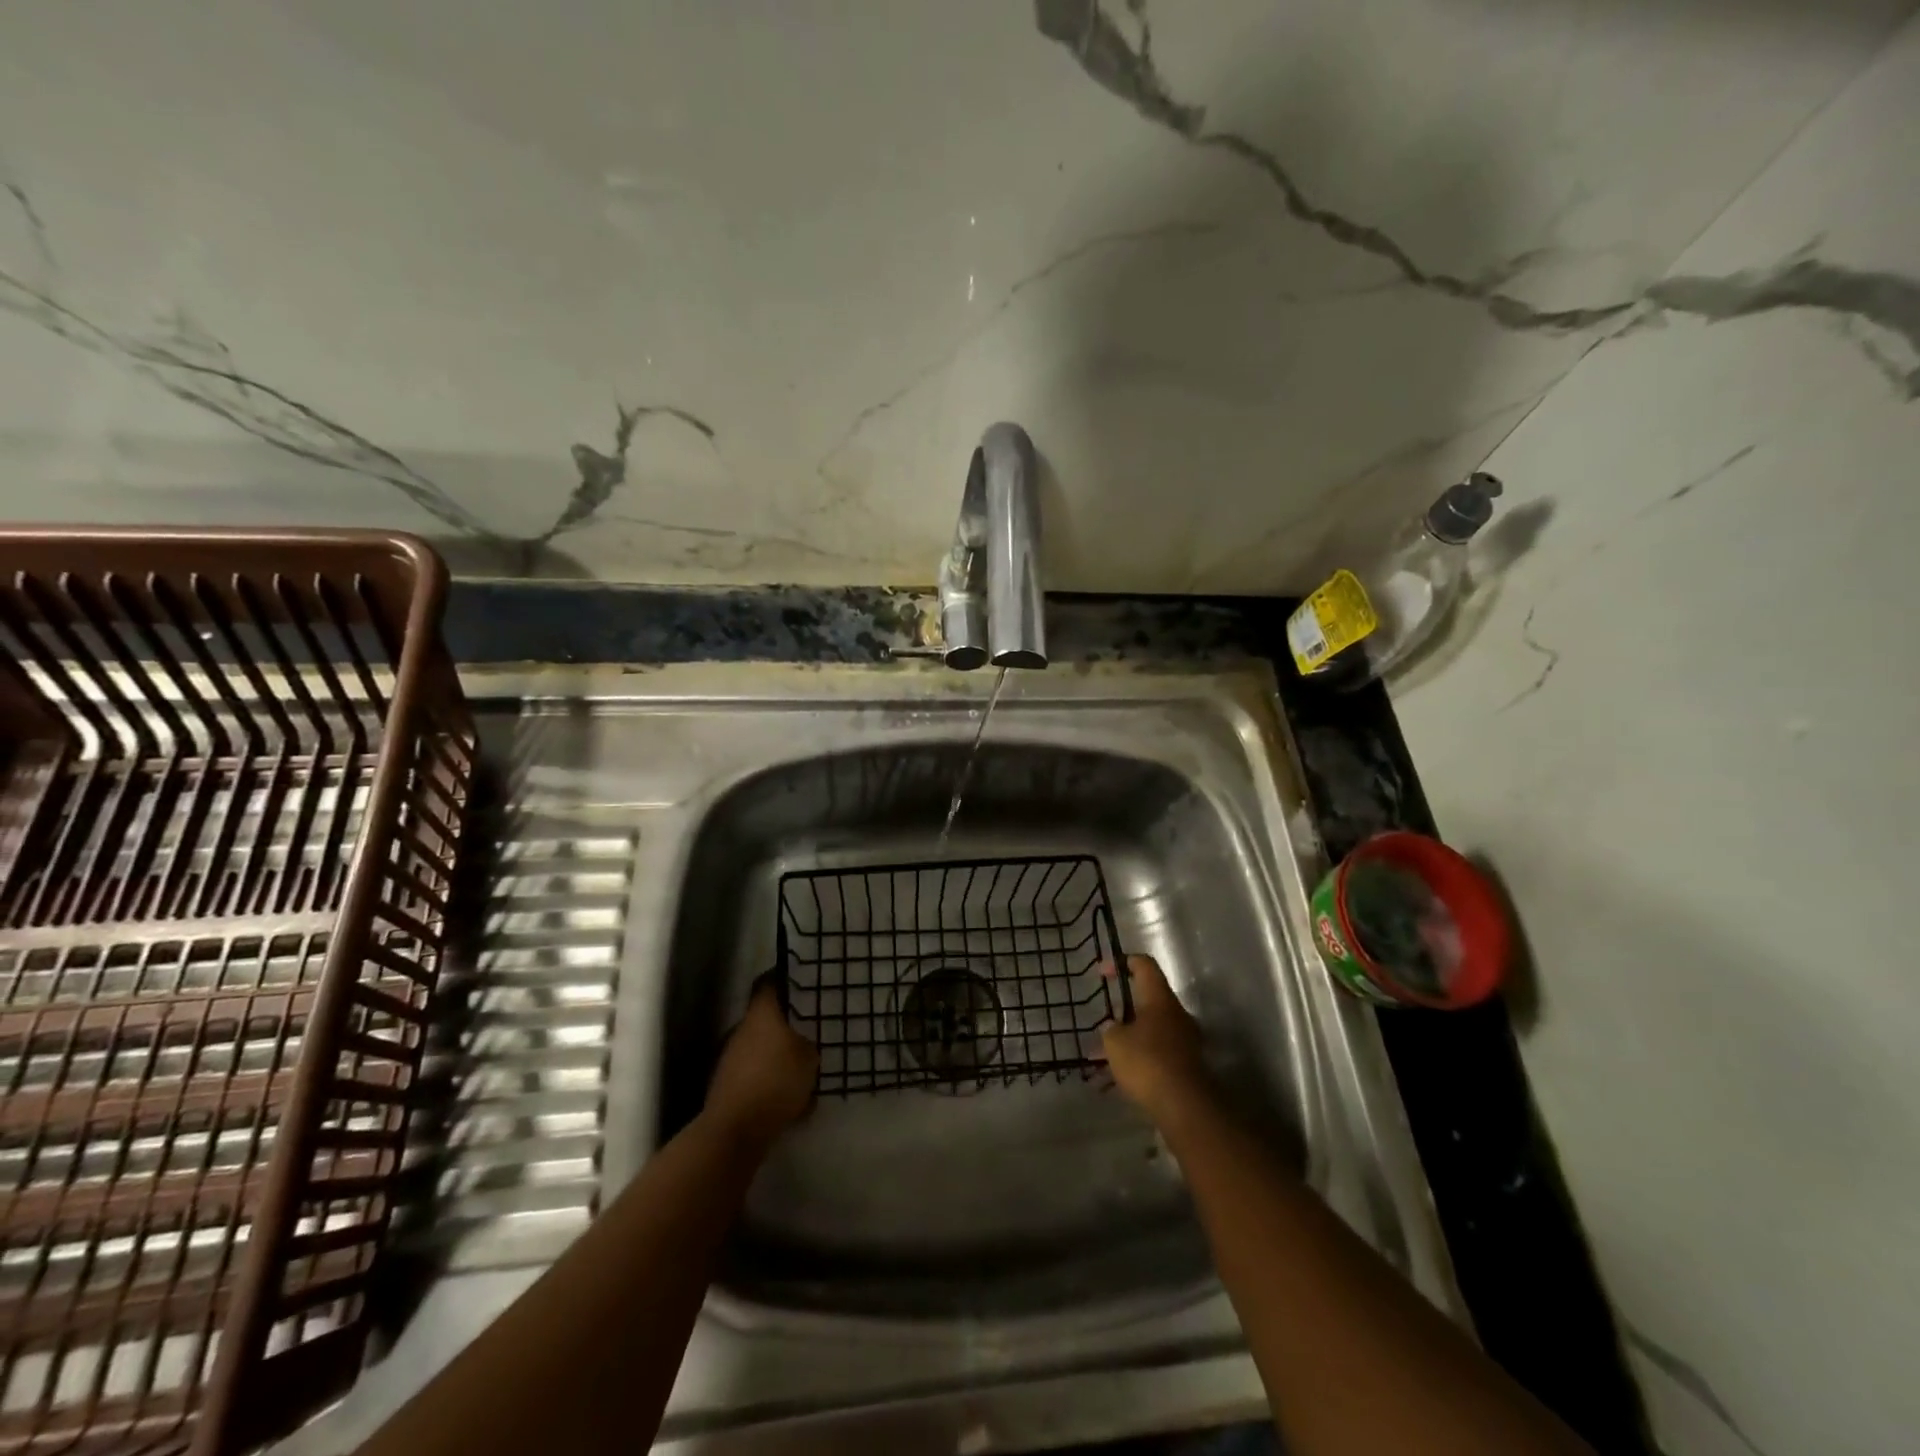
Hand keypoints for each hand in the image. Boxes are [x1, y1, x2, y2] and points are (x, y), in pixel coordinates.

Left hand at [704, 980, 818, 1152]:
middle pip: (764, 1017)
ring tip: (802, 1067)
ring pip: (759, 1046)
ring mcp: (729, 1058)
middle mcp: (741, 1030)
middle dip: (785, 1023)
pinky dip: (768, 1079)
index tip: (800, 980)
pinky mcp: (726, 1085)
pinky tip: (788, 1098)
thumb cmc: (776, 1082)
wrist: (734, 1130)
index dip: (783, 979)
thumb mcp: (809, 1059)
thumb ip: (809, 1046)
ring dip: (776, 1053)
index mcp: (761, 1015)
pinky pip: (754, 1073)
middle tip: (809, 1028)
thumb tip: (804, 1043)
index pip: (768, 983)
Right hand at [1101, 955, 1213, 1127]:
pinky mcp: (1187, 1065)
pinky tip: (1119, 1081)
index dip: (1123, 962)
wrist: (1185, 1106)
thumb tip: (1114, 1027)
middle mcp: (1176, 1014)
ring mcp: (1185, 1040)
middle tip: (1104, 1022)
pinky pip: (1157, 1053)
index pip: (1144, 965)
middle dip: (1123, 1009)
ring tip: (1103, 1059)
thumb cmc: (1147, 1062)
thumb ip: (1111, 1029)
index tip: (1102, 972)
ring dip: (1129, 1039)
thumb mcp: (1115, 1042)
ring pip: (1151, 1030)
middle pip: (1148, 1000)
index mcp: (1160, 999)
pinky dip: (1139, 1060)